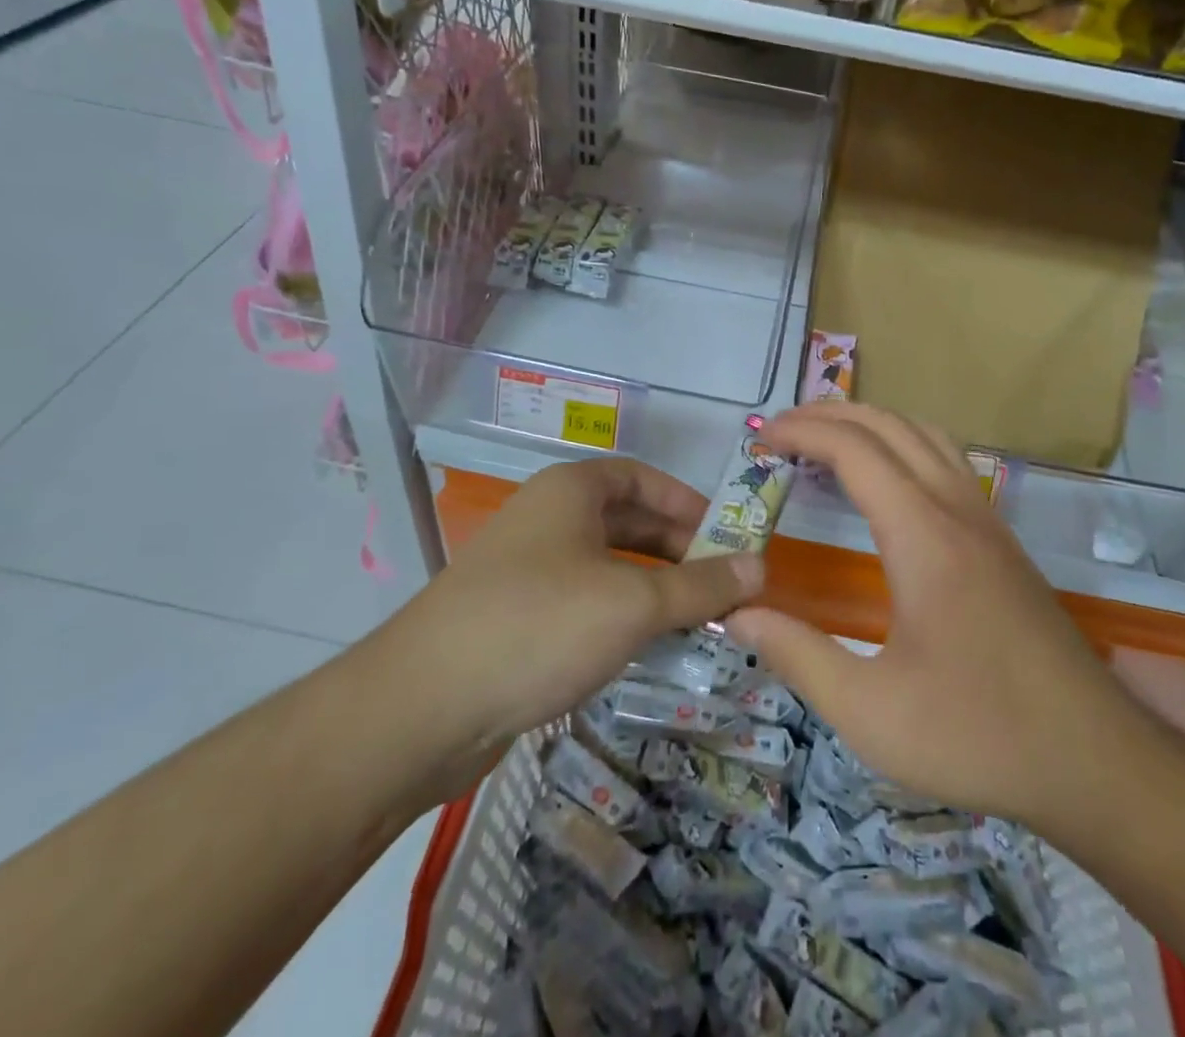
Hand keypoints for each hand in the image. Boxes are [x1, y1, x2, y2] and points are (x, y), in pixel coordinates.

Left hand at [399, 458, 763, 755]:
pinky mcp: (516, 618)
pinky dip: (621, 617)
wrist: (423, 706)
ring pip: (607, 567)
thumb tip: (761, 568)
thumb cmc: (540, 625)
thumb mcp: (633, 602)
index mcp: (571, 492)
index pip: (643, 479)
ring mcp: (527, 570)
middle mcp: (548, 519)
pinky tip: (646, 649)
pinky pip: (584, 603)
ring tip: (698, 621)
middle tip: (724, 586)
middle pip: (628, 522)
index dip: (689, 503)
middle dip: (678, 551)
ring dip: (654, 589)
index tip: (728, 537)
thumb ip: (701, 586)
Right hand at [726, 403, 1155, 843]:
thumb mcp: (869, 711)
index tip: (760, 440)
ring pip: (924, 434)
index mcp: (922, 535)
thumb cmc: (978, 735)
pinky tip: (886, 481)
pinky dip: (902, 444)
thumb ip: (797, 655)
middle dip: (829, 414)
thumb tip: (737, 612)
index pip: (854, 450)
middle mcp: (957, 509)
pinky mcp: (1002, 540)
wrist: (1097, 761)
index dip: (801, 432)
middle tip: (780, 431)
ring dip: (870, 423)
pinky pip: (947, 460)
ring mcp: (987, 520)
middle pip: (889, 425)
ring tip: (826, 441)